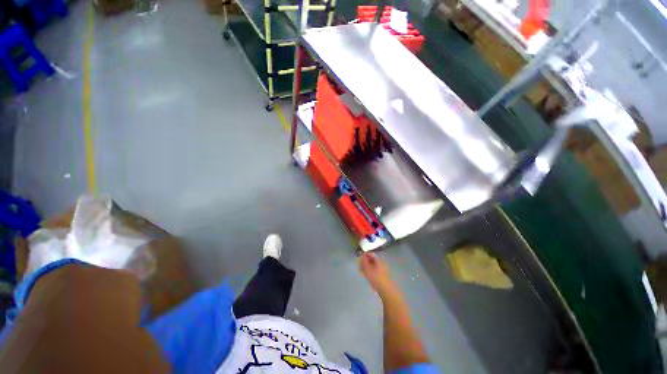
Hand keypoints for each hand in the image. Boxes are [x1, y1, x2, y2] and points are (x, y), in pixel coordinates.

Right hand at [358, 253, 397, 295]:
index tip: (360, 258)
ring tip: (363, 271)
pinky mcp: (384, 276)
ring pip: (374, 265)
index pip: (371, 254)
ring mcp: (383, 270)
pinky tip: (368, 276)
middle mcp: (382, 263)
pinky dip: (371, 271)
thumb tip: (362, 256)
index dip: (365, 255)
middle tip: (360, 265)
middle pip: (373, 259)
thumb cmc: (376, 279)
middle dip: (366, 261)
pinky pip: (376, 270)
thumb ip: (364, 262)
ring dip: (368, 266)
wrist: (387, 291)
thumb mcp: (368, 270)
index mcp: (379, 261)